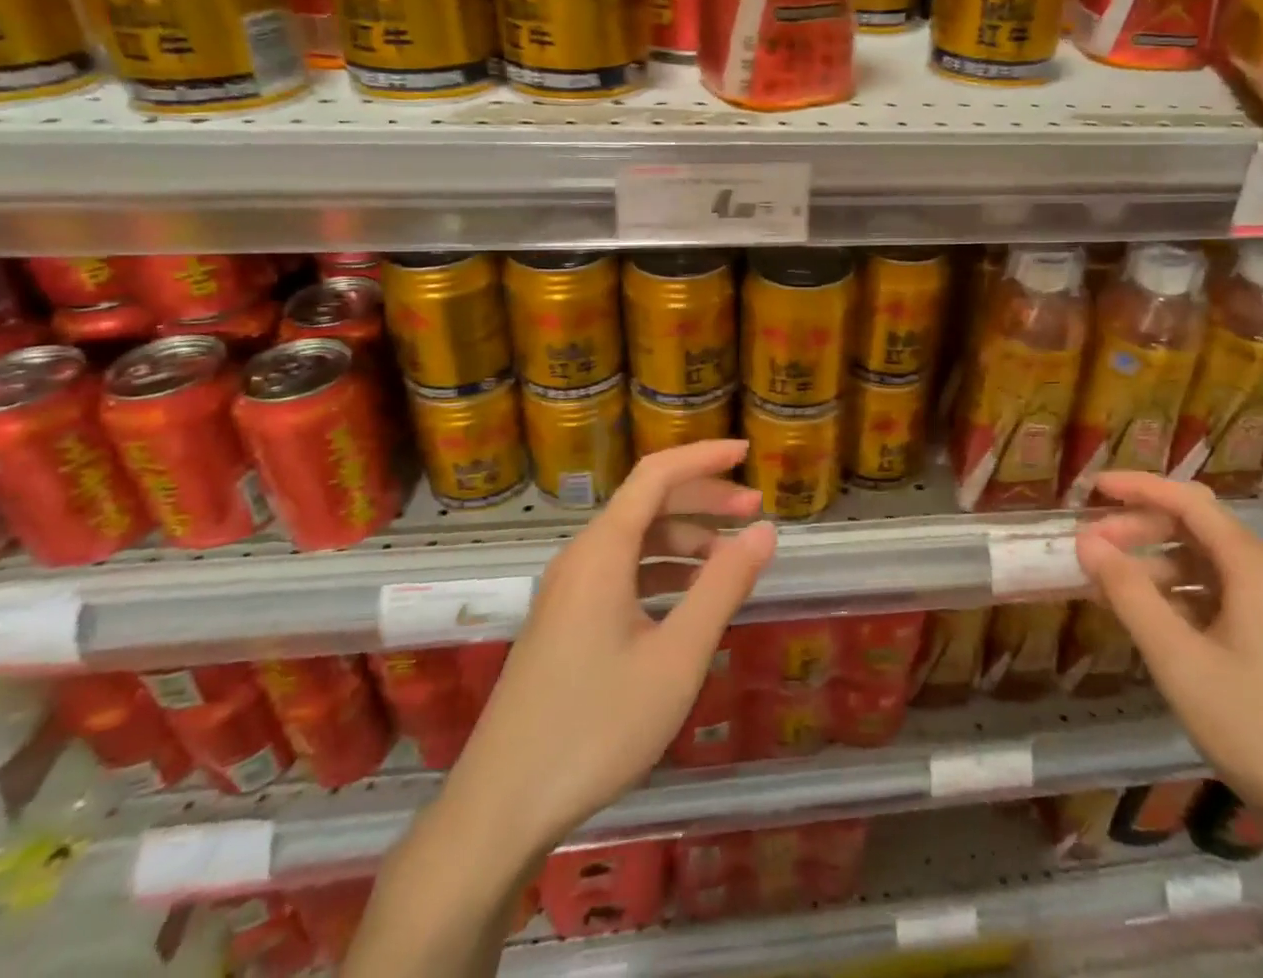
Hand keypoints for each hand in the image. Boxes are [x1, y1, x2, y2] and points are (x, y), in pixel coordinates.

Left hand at [453, 440, 775, 847]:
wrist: (499, 810)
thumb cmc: (595, 727)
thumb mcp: (676, 658)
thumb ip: (723, 587)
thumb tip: (764, 530)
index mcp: (602, 551)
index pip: (656, 474)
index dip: (703, 457)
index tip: (747, 453)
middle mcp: (581, 558)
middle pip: (647, 504)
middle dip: (703, 499)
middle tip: (753, 511)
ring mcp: (568, 591)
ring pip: (635, 541)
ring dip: (685, 540)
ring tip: (730, 562)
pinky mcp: (564, 622)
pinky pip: (621, 573)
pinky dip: (662, 572)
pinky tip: (689, 602)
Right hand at [1075, 472, 1262, 847]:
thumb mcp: (1181, 663)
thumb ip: (1130, 595)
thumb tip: (1088, 541)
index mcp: (1254, 568)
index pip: (1188, 501)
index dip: (1137, 487)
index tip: (1092, 488)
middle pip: (1197, 531)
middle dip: (1141, 532)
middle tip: (1091, 551)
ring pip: (1209, 569)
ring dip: (1157, 570)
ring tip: (1112, 592)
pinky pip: (1225, 600)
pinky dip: (1183, 600)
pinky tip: (1156, 627)